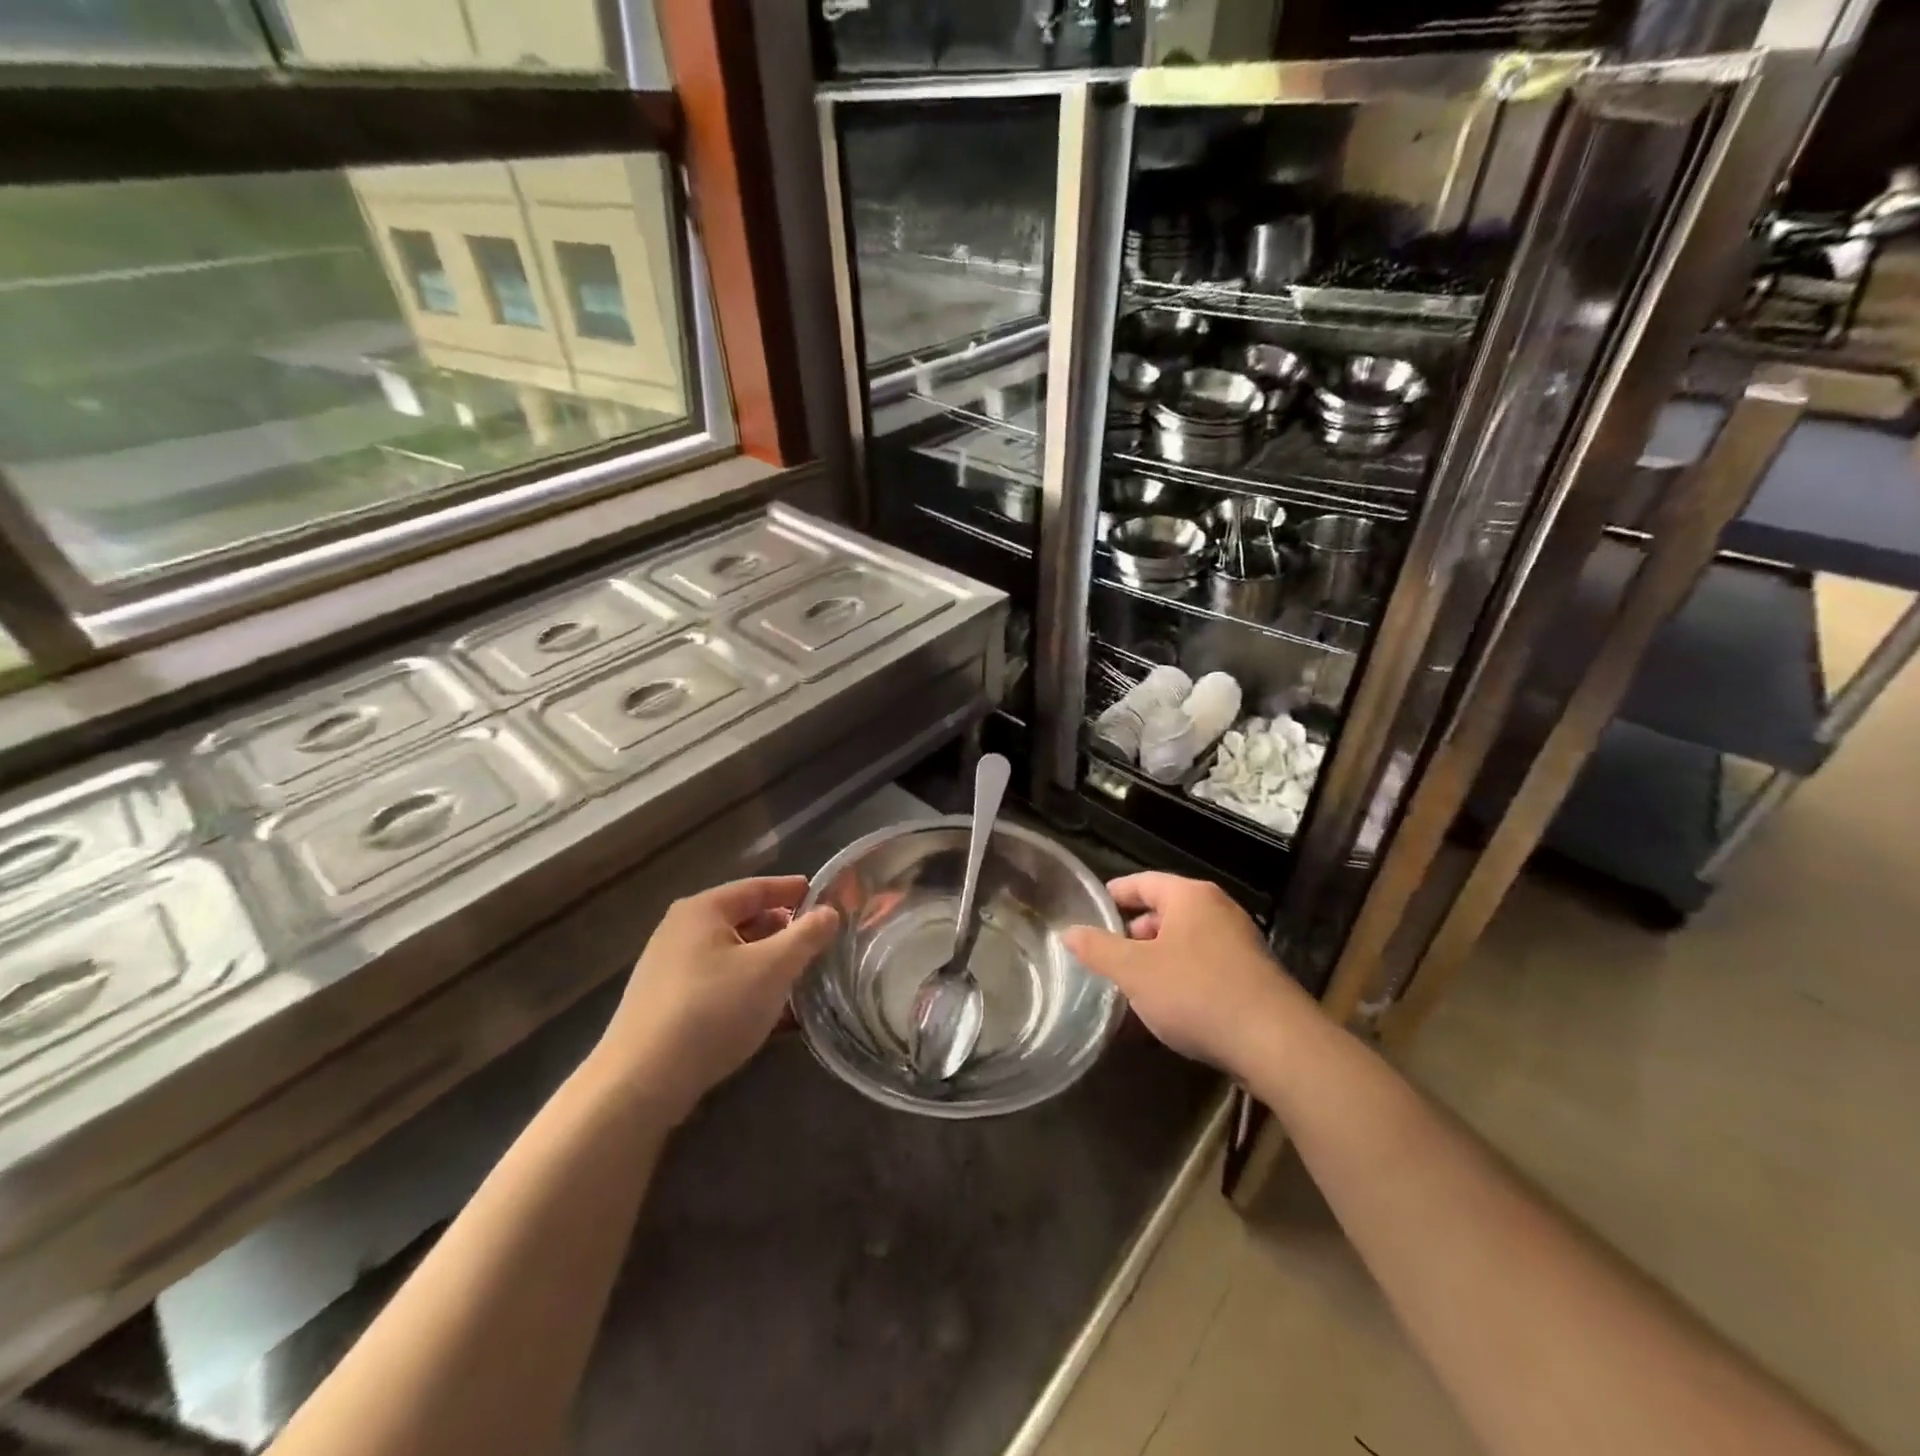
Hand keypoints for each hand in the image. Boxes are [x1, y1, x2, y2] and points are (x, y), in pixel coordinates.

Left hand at [590, 876, 838, 1122]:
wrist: (641, 1082)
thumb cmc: (713, 1009)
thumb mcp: (772, 968)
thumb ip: (806, 936)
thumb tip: (830, 912)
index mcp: (703, 909)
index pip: (758, 887)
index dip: (794, 891)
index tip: (826, 899)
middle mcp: (680, 930)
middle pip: (743, 919)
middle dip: (783, 931)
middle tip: (818, 944)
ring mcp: (668, 968)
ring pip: (731, 954)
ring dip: (766, 963)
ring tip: (800, 979)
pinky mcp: (664, 1003)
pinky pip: (717, 983)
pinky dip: (745, 987)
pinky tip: (768, 1012)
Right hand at [1061, 872, 1310, 1076]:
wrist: (1275, 1043)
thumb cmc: (1196, 993)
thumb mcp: (1135, 972)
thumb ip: (1098, 949)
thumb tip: (1068, 931)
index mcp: (1190, 896)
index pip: (1143, 882)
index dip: (1115, 894)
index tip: (1091, 909)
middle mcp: (1218, 910)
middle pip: (1165, 912)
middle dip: (1134, 934)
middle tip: (1108, 958)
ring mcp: (1240, 943)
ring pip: (1184, 943)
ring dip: (1156, 961)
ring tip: (1132, 988)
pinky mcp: (1252, 976)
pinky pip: (1204, 967)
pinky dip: (1180, 979)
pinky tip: (1166, 1010)